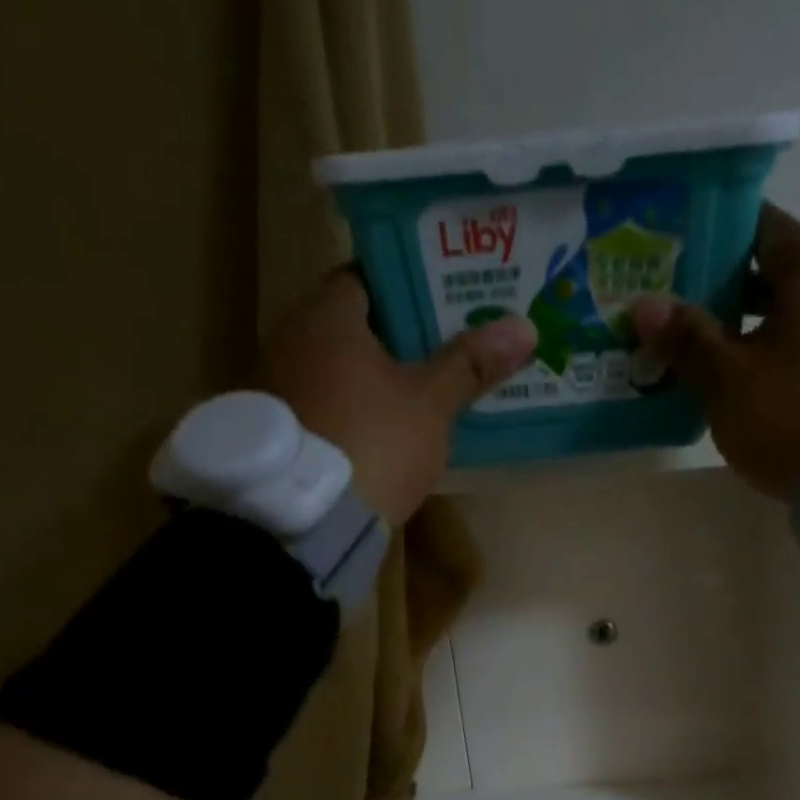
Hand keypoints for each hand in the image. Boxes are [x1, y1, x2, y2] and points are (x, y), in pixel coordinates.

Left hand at [258, 269, 536, 524]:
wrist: (307, 520)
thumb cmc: (373, 442)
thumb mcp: (430, 404)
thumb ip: (470, 364)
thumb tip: (524, 327)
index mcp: (325, 318)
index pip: (366, 279)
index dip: (407, 288)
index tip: (442, 304)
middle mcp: (289, 340)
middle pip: (350, 326)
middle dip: (394, 337)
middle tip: (441, 348)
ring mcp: (275, 388)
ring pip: (335, 370)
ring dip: (370, 378)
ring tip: (418, 391)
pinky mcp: (277, 434)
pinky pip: (321, 405)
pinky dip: (349, 410)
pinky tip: (379, 430)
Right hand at [631, 205, 799, 499]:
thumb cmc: (794, 415)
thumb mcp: (728, 381)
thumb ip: (686, 339)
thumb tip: (643, 305)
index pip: (760, 227)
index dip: (715, 238)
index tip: (676, 258)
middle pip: (778, 272)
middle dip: (727, 291)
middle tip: (678, 313)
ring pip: (797, 313)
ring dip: (753, 328)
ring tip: (706, 355)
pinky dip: (782, 353)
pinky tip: (752, 384)